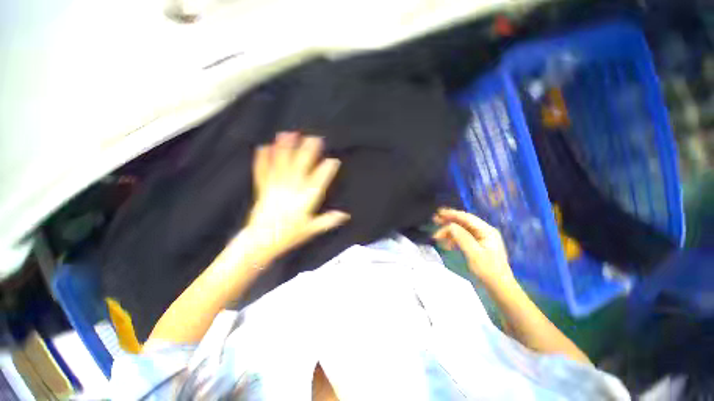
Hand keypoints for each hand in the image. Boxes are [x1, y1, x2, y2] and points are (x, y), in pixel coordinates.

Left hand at [243, 132, 349, 260]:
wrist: (261, 242)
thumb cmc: (289, 236)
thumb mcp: (311, 230)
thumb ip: (327, 221)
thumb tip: (345, 215)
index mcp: (305, 200)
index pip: (319, 182)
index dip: (327, 170)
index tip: (334, 160)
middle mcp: (291, 190)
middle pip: (301, 167)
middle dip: (309, 152)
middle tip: (314, 138)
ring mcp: (275, 187)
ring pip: (282, 165)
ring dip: (286, 149)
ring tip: (289, 134)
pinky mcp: (263, 188)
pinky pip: (262, 172)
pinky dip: (262, 159)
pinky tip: (263, 146)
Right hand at [433, 208, 513, 287]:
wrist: (499, 287)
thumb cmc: (488, 270)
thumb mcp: (474, 253)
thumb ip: (462, 237)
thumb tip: (450, 225)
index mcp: (486, 231)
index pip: (466, 218)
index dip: (452, 214)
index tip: (439, 213)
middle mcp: (484, 232)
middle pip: (463, 223)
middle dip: (448, 222)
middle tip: (434, 220)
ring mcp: (481, 239)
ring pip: (461, 230)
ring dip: (449, 233)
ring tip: (437, 237)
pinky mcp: (477, 246)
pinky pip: (463, 238)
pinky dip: (453, 240)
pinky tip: (446, 245)